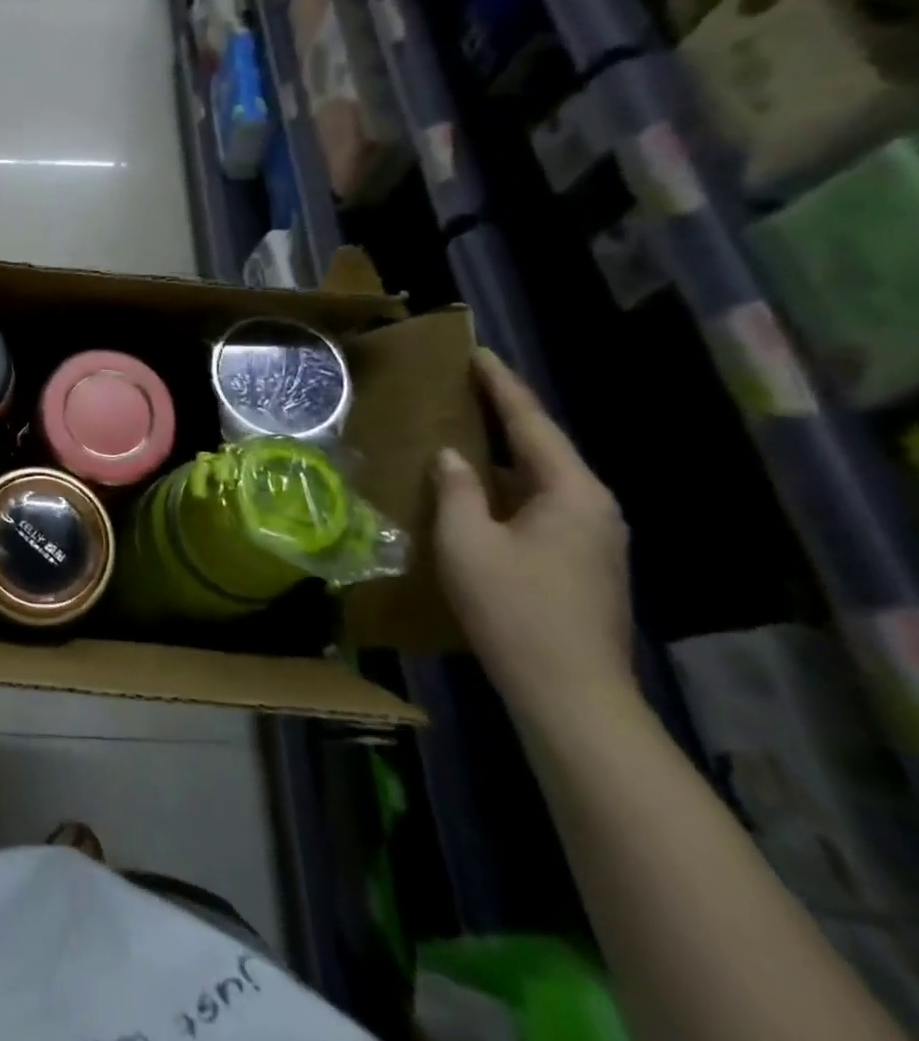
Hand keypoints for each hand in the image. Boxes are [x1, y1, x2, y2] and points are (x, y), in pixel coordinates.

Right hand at [432, 349, 634, 728]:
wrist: (572, 695)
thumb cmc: (514, 609)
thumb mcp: (468, 542)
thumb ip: (456, 489)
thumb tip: (451, 456)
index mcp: (572, 492)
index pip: (531, 422)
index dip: (500, 384)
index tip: (475, 351)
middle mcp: (594, 507)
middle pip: (543, 447)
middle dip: (504, 415)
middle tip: (463, 386)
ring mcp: (595, 539)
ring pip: (542, 479)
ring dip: (505, 454)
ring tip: (464, 431)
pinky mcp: (585, 564)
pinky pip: (542, 506)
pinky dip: (509, 487)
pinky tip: (479, 491)